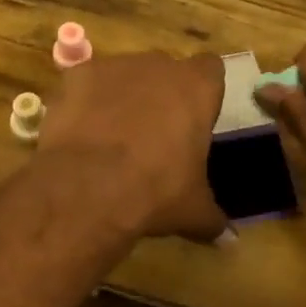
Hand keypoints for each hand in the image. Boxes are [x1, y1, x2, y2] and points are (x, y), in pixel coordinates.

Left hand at [35, 51, 227, 242]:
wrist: (89, 187)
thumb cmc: (156, 191)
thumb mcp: (193, 210)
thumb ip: (213, 218)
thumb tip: (229, 240)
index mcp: (197, 88)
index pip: (211, 70)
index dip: (203, 92)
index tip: (195, 118)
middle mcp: (159, 65)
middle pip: (165, 71)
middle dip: (161, 95)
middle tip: (154, 135)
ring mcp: (114, 66)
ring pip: (124, 75)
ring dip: (122, 97)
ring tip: (111, 137)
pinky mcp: (76, 75)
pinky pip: (86, 84)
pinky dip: (85, 102)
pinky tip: (81, 133)